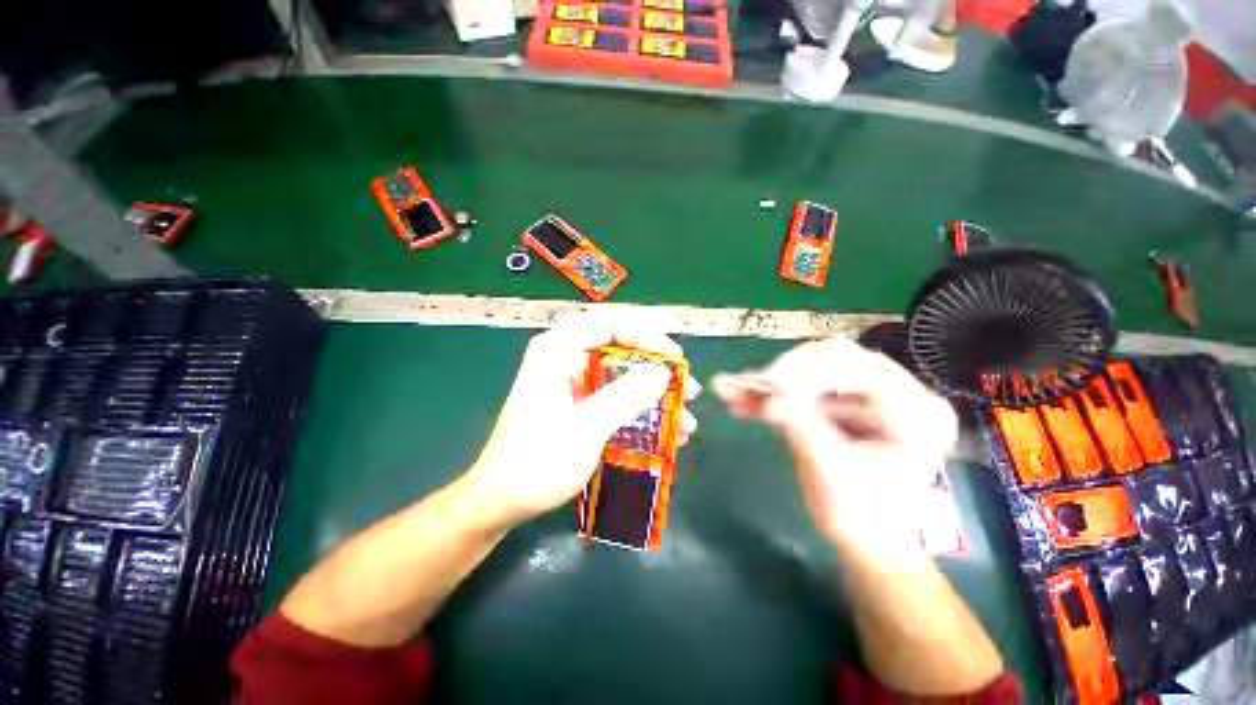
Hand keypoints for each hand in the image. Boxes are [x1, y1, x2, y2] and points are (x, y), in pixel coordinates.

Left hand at [464, 313, 698, 526]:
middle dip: (657, 371)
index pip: (609, 325)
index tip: (674, 359)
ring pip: (623, 376)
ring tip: (685, 419)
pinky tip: (666, 432)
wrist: (502, 501)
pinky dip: (641, 411)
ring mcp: (574, 383)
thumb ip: (625, 396)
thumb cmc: (537, 461)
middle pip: (621, 350)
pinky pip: (617, 397)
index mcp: (558, 350)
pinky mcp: (580, 404)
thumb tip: (664, 372)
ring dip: (655, 395)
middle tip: (687, 389)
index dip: (646, 336)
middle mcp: (566, 358)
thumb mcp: (586, 428)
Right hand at [712, 337, 955, 557]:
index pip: (861, 367)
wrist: (866, 542)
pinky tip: (740, 401)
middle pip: (832, 360)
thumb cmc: (864, 516)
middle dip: (786, 372)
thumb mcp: (834, 472)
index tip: (771, 384)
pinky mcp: (835, 405)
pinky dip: (769, 397)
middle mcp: (892, 393)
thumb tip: (769, 397)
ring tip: (731, 390)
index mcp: (915, 410)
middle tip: (751, 385)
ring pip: (809, 372)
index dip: (812, 371)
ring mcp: (860, 397)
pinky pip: (798, 391)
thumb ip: (803, 428)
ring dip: (769, 384)